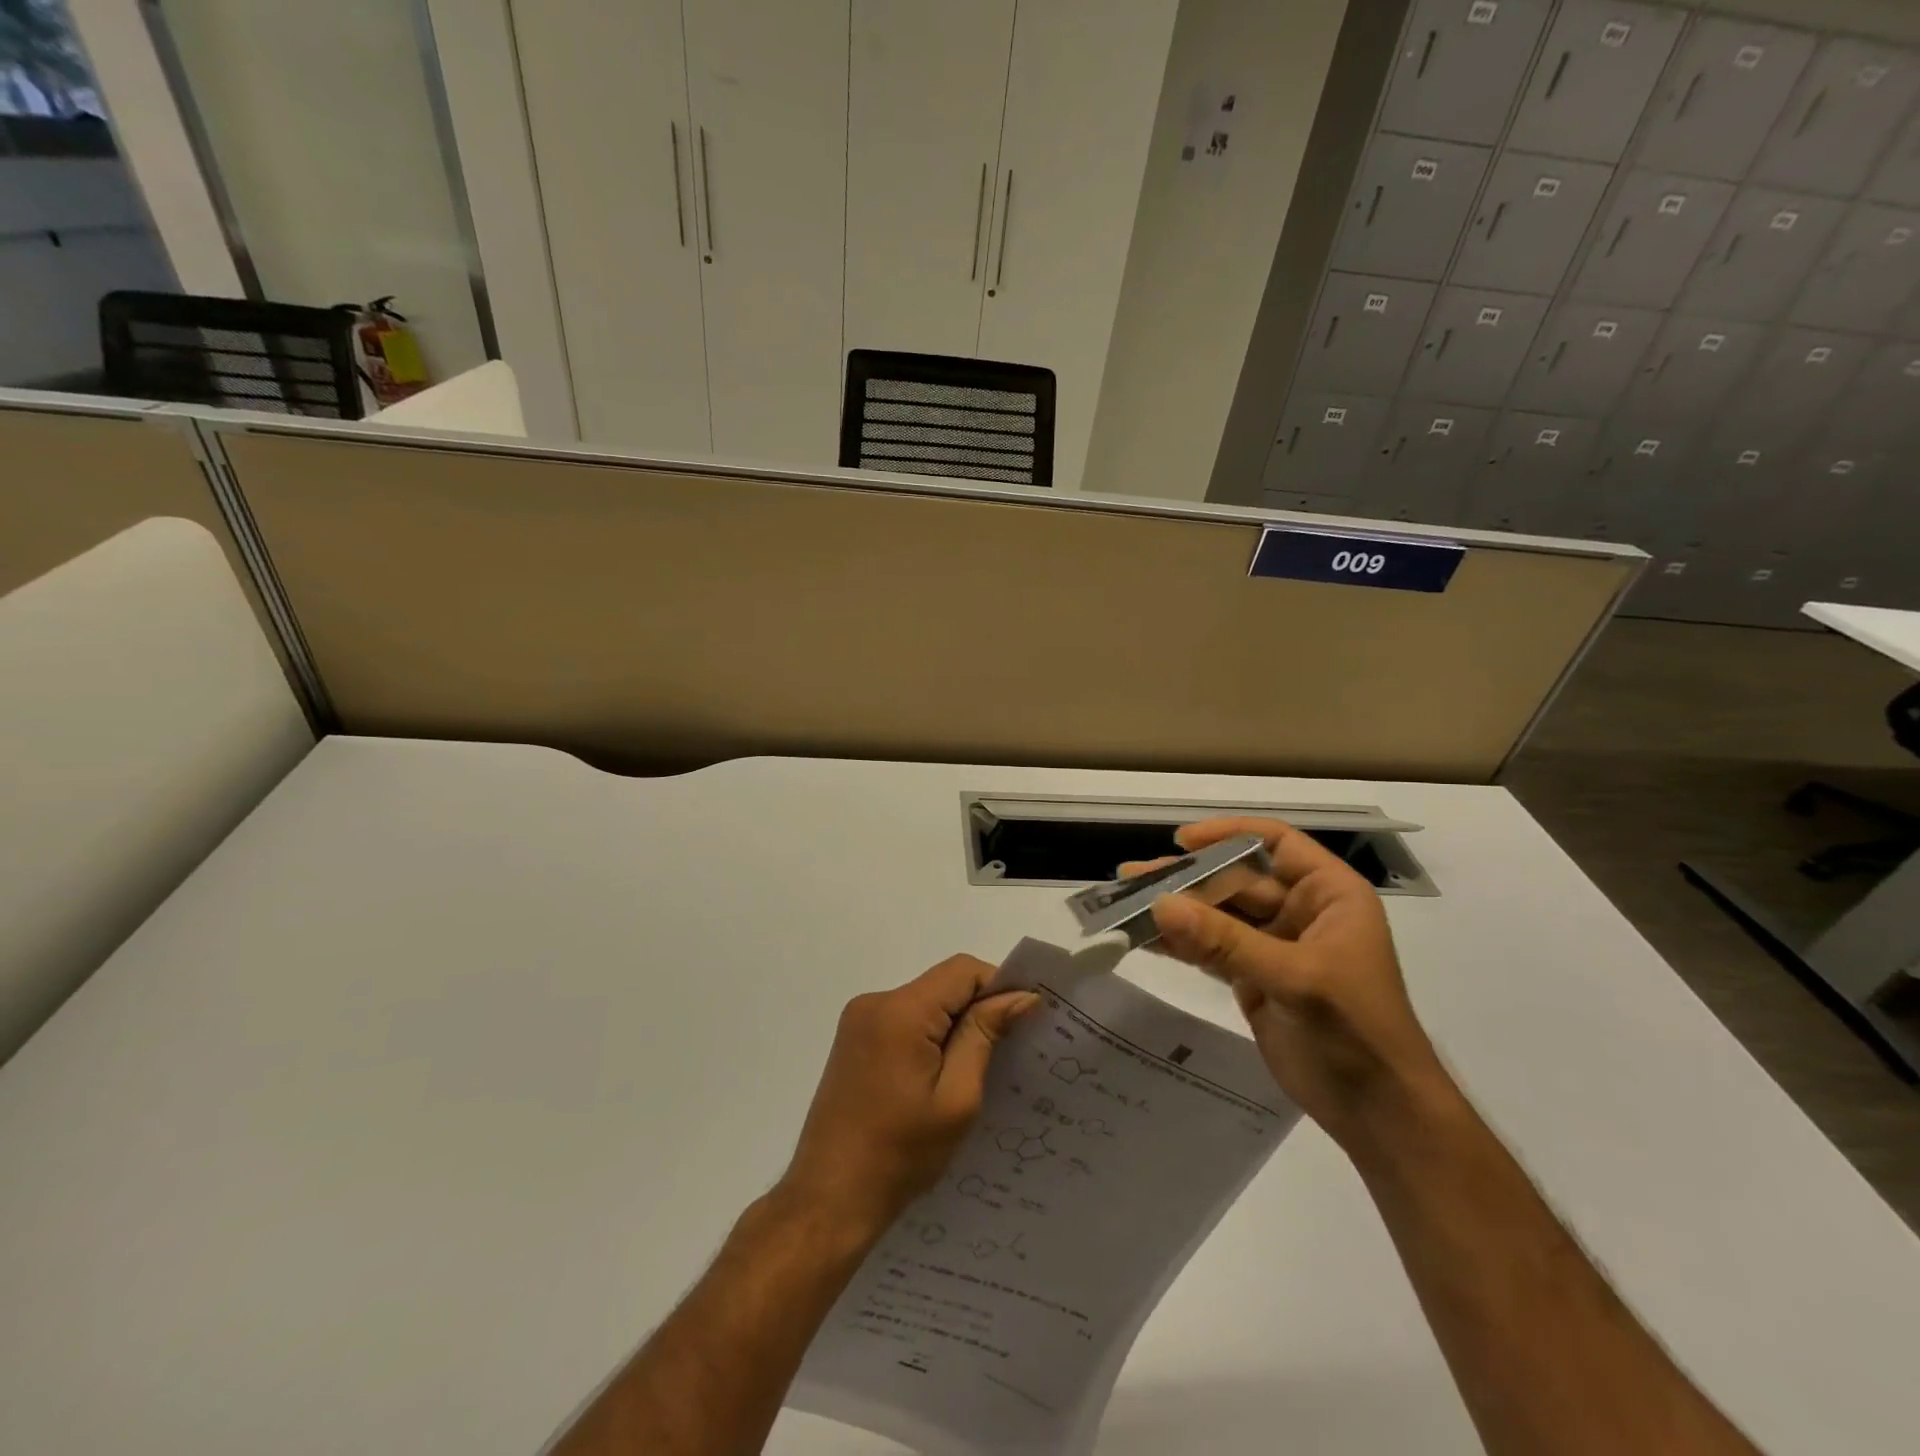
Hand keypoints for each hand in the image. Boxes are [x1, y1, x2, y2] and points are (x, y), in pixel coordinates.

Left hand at [780, 956, 1037, 1237]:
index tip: (1020, 1024)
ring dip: (952, 1025)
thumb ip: (985, 1036)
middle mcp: (875, 1001)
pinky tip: (937, 1076)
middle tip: (1003, 1054)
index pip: (963, 970)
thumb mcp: (957, 1098)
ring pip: (925, 1001)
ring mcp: (859, 1019)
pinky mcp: (853, 1039)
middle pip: (943, 984)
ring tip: (971, 1071)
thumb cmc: (900, 1155)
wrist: (829, 1198)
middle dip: (976, 1009)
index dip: (997, 988)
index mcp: (901, 1010)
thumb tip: (1021, 996)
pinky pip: (904, 1019)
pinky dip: (928, 1036)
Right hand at [1138, 817, 1452, 1148]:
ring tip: (1123, 903)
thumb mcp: (1294, 979)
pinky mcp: (1255, 979)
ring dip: (1176, 910)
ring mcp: (1276, 946)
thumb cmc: (1357, 1032)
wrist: (1379, 1114)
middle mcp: (1301, 911)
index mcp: (1329, 895)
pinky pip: (1211, 950)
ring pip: (1218, 915)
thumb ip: (1225, 942)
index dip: (1229, 834)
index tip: (1181, 841)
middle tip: (1131, 878)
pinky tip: (1144, 938)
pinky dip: (1180, 945)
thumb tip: (1160, 905)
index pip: (1277, 843)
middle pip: (1236, 879)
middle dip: (1186, 878)